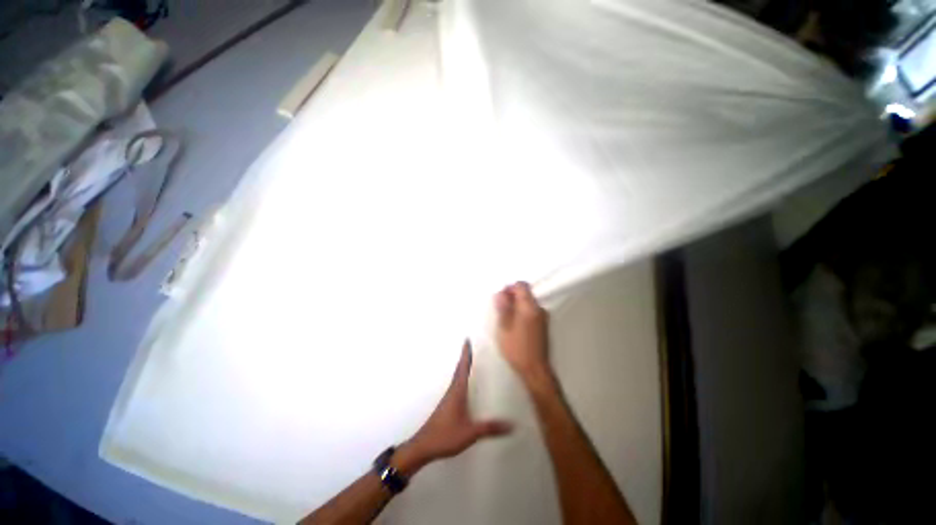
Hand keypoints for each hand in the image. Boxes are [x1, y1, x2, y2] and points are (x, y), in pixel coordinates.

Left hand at [396, 340, 511, 475]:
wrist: (423, 446)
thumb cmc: (446, 435)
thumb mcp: (471, 432)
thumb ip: (490, 428)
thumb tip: (511, 424)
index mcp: (457, 391)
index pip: (463, 368)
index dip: (466, 354)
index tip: (467, 340)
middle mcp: (452, 391)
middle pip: (459, 369)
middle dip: (465, 357)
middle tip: (469, 345)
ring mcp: (448, 398)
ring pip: (456, 377)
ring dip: (462, 366)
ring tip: (468, 360)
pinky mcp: (446, 406)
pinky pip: (455, 385)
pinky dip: (460, 378)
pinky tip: (462, 385)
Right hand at [494, 282, 551, 383]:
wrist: (535, 369)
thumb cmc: (516, 348)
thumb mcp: (504, 327)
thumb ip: (503, 307)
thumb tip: (501, 293)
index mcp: (529, 307)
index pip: (521, 285)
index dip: (509, 288)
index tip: (501, 299)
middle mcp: (539, 308)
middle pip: (525, 293)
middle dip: (512, 297)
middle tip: (501, 310)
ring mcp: (543, 317)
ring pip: (528, 302)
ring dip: (517, 305)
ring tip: (506, 319)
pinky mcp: (544, 324)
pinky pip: (531, 311)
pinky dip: (522, 312)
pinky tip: (515, 326)